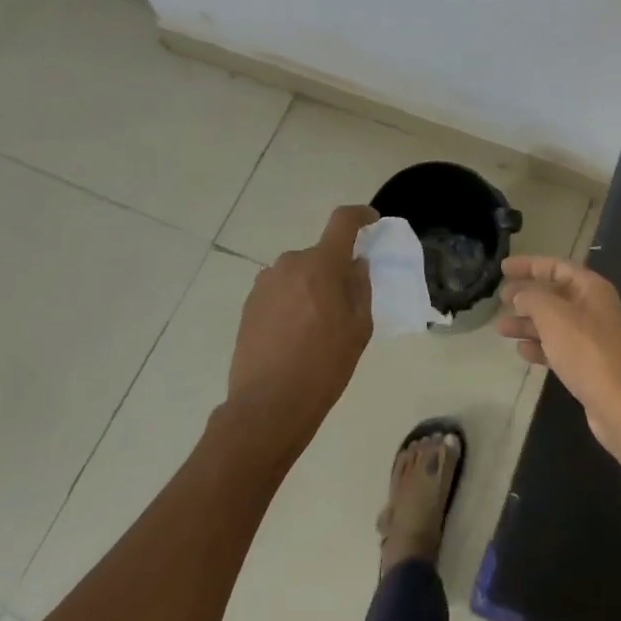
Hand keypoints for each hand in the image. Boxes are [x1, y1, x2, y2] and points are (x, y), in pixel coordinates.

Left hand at [228, 205, 376, 452]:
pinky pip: (280, 291)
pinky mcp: (249, 305)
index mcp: (321, 265)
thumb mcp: (359, 328)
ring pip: (298, 273)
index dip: (360, 216)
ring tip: (318, 324)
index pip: (342, 222)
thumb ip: (360, 287)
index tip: (371, 221)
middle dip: (334, 268)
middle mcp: (289, 264)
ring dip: (311, 286)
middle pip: (319, 254)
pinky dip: (292, 301)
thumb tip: (355, 264)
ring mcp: (265, 284)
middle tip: (345, 300)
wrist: (268, 405)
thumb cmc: (324, 366)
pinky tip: (296, 334)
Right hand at [497, 256, 620, 455]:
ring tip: (501, 329)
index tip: (503, 268)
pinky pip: (560, 347)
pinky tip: (522, 351)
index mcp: (592, 288)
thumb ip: (533, 298)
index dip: (529, 264)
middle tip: (500, 299)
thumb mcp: (554, 316)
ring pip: (555, 322)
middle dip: (527, 296)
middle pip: (555, 294)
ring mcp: (594, 337)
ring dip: (528, 323)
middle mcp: (595, 308)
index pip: (557, 266)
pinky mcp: (590, 364)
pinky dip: (540, 346)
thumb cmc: (587, 352)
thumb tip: (520, 294)